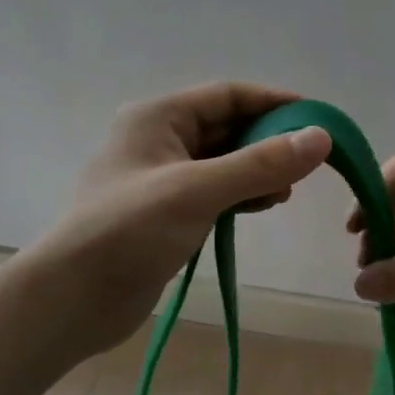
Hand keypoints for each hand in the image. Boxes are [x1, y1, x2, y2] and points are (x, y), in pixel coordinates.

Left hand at [38, 82, 330, 357]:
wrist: (72, 299)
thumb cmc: (128, 232)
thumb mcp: (197, 191)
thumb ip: (260, 164)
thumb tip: (322, 138)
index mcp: (158, 117)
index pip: (228, 95)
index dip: (274, 102)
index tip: (319, 119)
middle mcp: (160, 139)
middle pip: (228, 127)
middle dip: (269, 140)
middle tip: (310, 161)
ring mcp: (163, 178)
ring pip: (224, 161)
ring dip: (258, 170)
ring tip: (288, 190)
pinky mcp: (167, 212)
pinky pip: (215, 190)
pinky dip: (242, 194)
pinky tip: (264, 205)